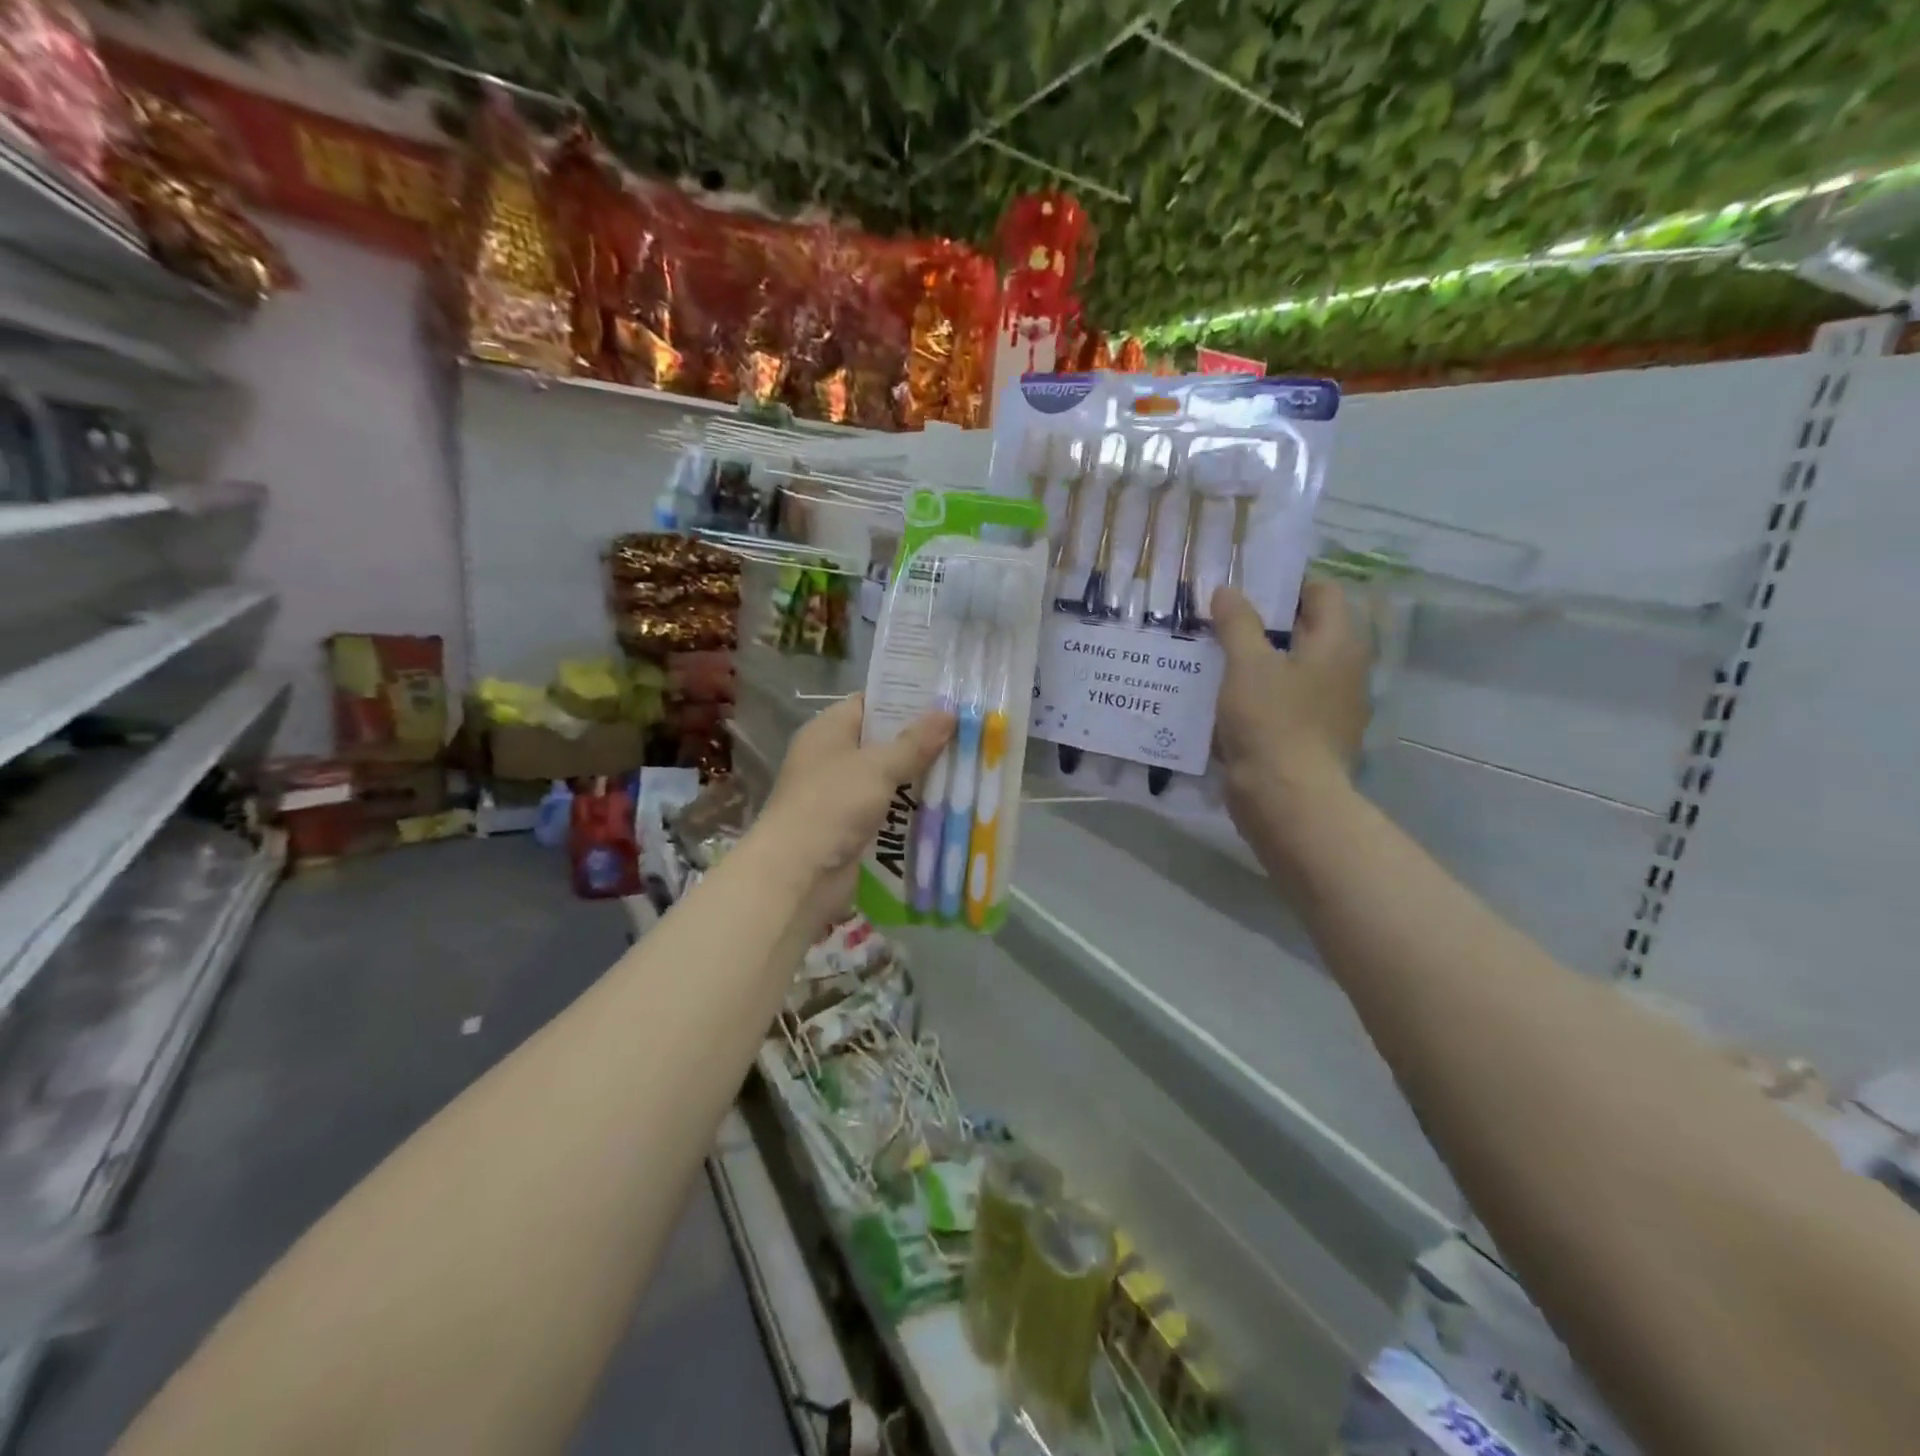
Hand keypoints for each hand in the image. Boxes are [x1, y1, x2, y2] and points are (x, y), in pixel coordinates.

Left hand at [756, 694, 952, 921]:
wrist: (798, 874)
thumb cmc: (831, 805)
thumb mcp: (877, 766)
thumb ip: (915, 742)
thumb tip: (949, 712)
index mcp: (828, 731)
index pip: (869, 703)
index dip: (905, 699)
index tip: (946, 699)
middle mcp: (833, 758)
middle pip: (883, 742)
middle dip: (922, 742)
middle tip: (969, 735)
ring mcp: (842, 795)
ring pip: (890, 779)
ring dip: (922, 779)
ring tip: (969, 768)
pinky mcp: (852, 828)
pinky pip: (889, 811)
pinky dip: (912, 810)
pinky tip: (949, 807)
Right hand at [1212, 579, 1371, 848]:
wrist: (1287, 801)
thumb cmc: (1272, 723)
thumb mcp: (1248, 665)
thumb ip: (1237, 623)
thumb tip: (1227, 590)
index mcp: (1338, 643)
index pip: (1322, 592)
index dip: (1285, 583)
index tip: (1244, 589)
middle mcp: (1344, 670)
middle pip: (1306, 630)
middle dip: (1265, 622)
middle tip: (1221, 620)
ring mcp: (1331, 707)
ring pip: (1292, 668)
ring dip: (1259, 661)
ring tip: (1215, 657)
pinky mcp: (1312, 737)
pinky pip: (1286, 701)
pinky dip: (1260, 694)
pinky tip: (1226, 700)